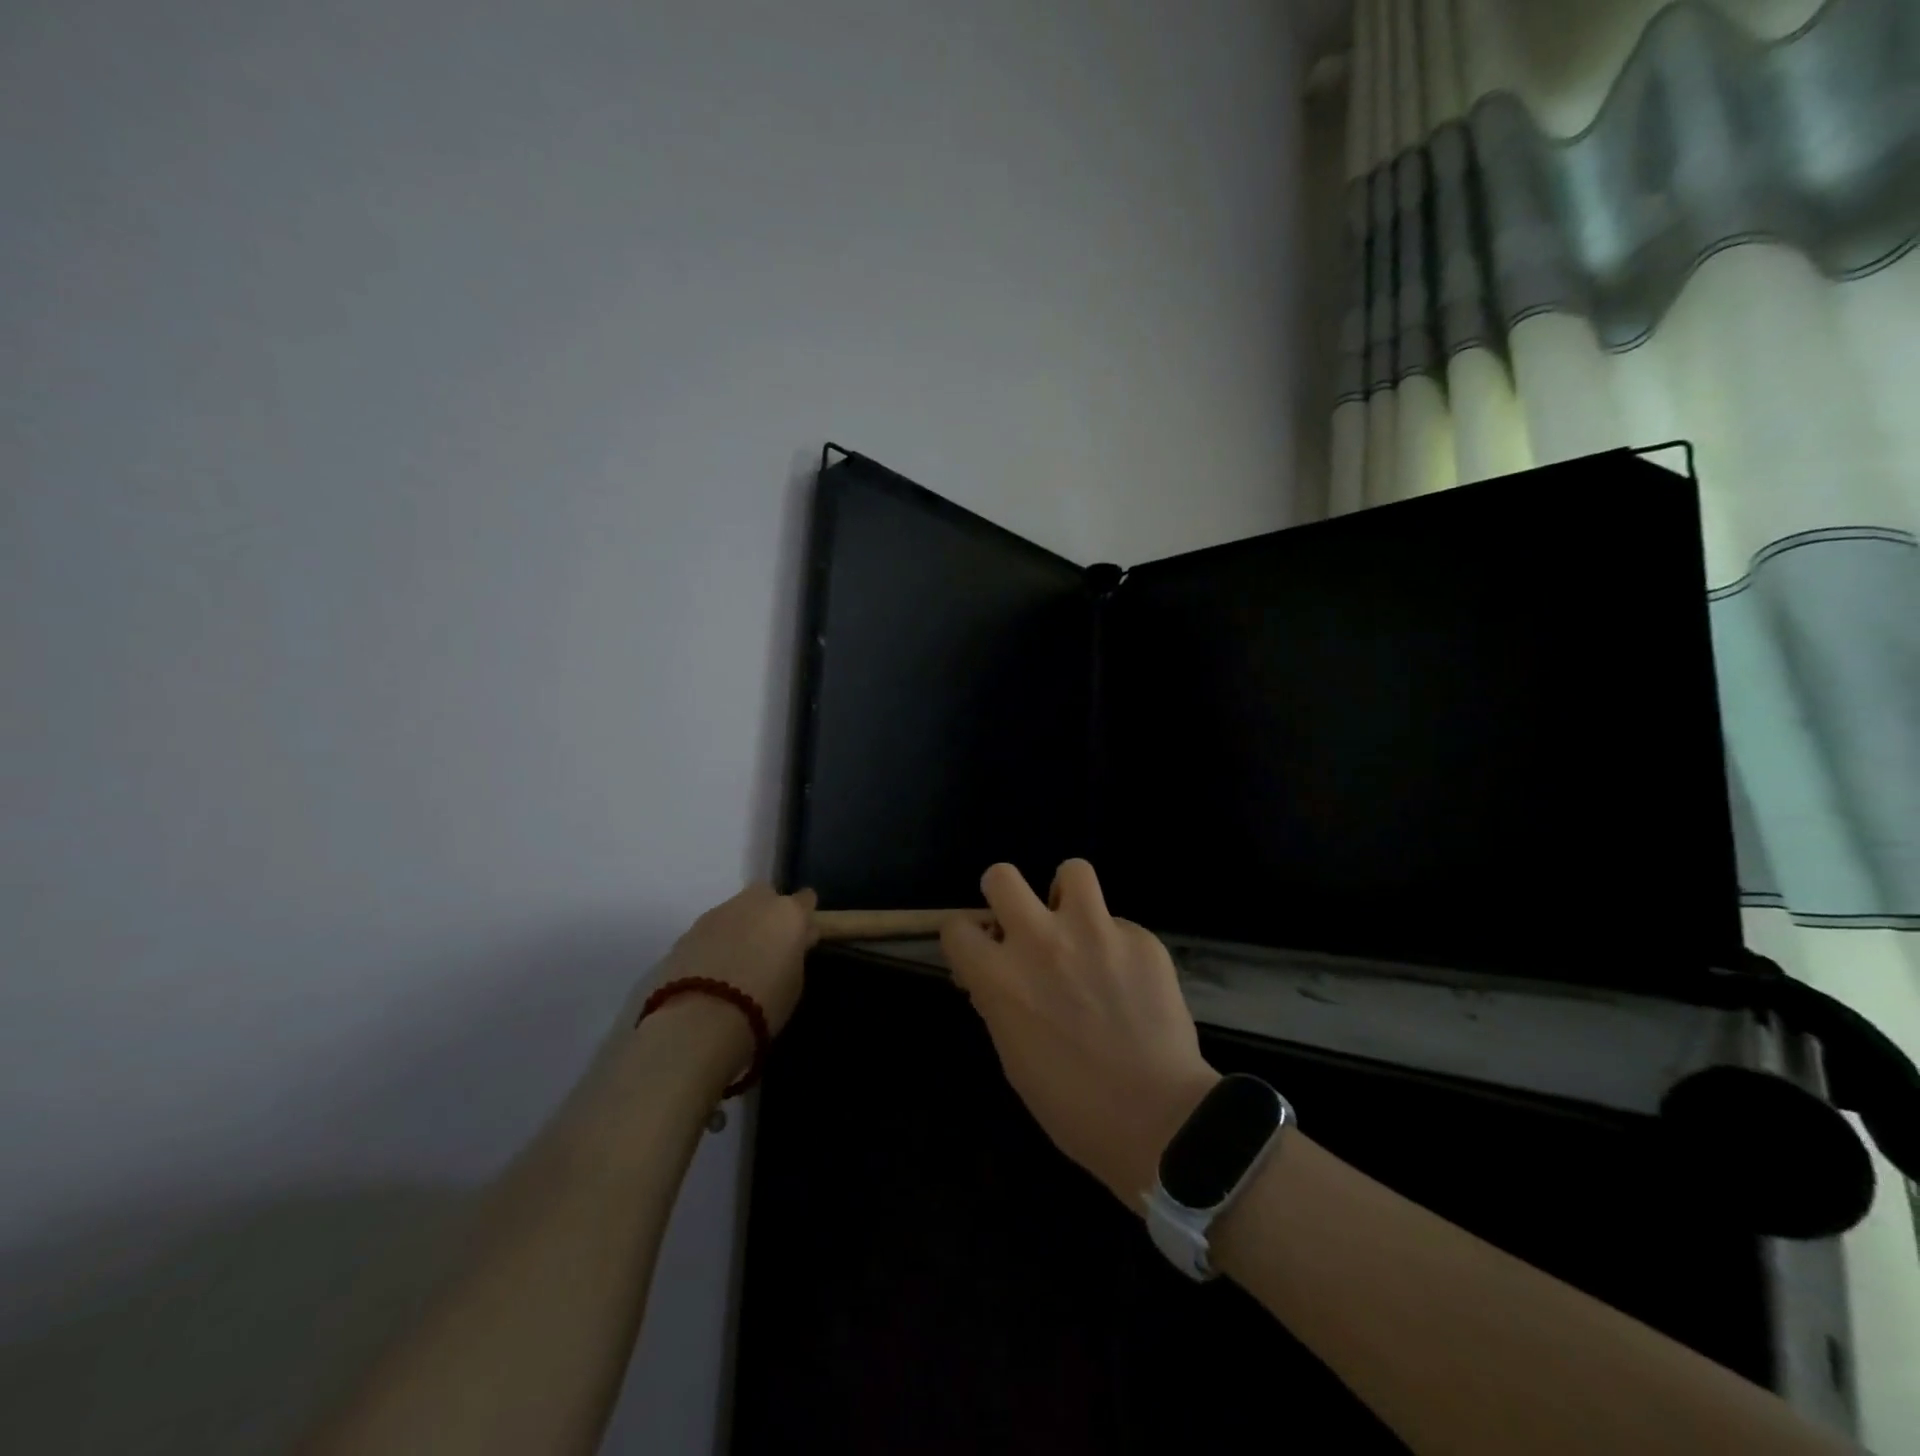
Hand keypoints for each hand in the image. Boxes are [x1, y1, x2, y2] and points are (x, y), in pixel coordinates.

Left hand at [657, 883, 818, 1034]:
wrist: (701, 1017)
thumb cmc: (763, 1002)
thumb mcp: (794, 981)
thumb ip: (796, 952)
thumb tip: (796, 940)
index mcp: (788, 913)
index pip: (806, 899)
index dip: (804, 915)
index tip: (801, 934)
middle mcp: (755, 902)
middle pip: (766, 896)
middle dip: (767, 913)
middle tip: (766, 945)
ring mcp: (719, 912)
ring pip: (735, 911)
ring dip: (739, 928)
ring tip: (734, 962)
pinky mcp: (690, 929)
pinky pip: (711, 930)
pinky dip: (714, 942)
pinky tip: (711, 969)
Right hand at [940, 860, 1218, 1208]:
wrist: (1158, 1119)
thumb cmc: (1072, 1106)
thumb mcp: (1013, 1057)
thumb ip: (1000, 1002)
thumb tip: (998, 975)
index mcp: (1000, 977)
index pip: (956, 928)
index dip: (967, 940)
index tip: (983, 953)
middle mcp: (1040, 940)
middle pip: (1002, 876)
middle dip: (1005, 895)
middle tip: (1025, 924)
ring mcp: (1095, 932)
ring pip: (1071, 870)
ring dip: (1069, 896)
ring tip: (1081, 928)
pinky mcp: (1140, 938)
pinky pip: (1120, 921)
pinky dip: (1117, 942)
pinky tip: (1129, 978)